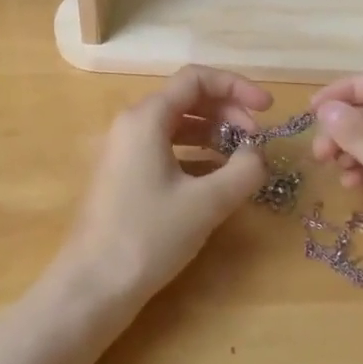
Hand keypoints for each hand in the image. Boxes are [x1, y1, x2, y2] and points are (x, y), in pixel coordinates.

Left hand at [57, 66, 271, 305]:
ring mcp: (124, 149)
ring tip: (242, 157)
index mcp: (146, 117)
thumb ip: (243, 170)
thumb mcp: (206, 202)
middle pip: (187, 99)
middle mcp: (132, 124)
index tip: (268, 108)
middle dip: (228, 111)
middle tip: (257, 139)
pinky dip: (195, 154)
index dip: (237, 86)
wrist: (94, 284)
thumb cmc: (149, 235)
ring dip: (213, 133)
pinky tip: (217, 177)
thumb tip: (258, 153)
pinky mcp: (124, 174)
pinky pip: (165, 148)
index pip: (196, 79)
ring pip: (176, 124)